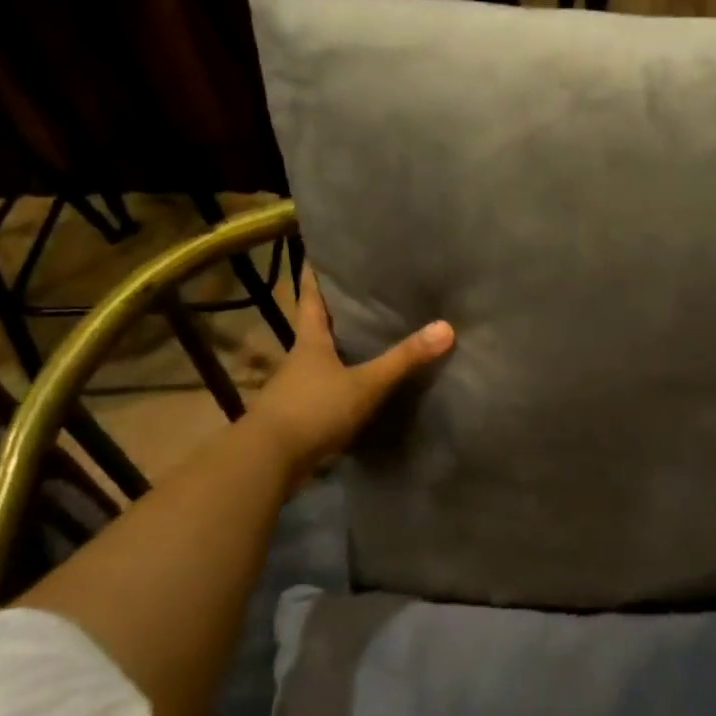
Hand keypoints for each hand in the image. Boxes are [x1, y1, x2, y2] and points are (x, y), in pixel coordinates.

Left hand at [245, 268, 453, 481]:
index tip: (319, 255)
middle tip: (362, 295)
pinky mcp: (298, 416)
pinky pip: (323, 391)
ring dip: (338, 352)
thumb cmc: (314, 409)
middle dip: (334, 313)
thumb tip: (446, 327)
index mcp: (310, 342)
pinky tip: (358, 389)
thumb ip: (404, 359)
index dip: (314, 277)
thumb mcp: (365, 384)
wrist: (268, 460)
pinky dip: (339, 385)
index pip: (310, 299)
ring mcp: (295, 389)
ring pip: (319, 361)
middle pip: (315, 328)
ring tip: (367, 340)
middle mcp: (299, 360)